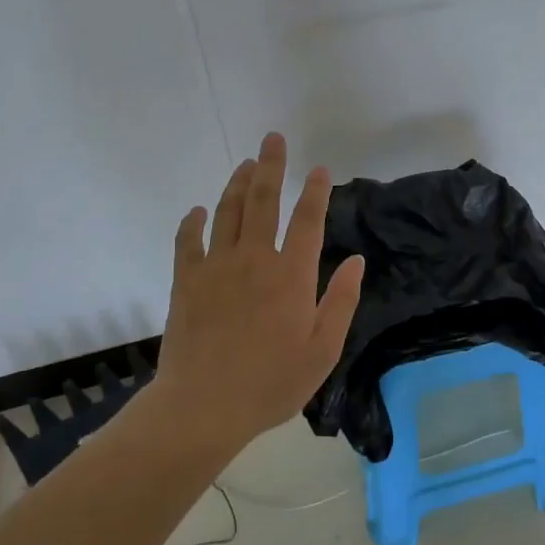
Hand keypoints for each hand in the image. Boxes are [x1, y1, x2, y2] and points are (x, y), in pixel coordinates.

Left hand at [153, 133, 365, 451]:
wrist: (203, 406)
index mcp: (292, 275)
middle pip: (264, 201)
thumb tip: (357, 261)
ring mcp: (216, 266)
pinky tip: (198, 210)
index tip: (320, 169)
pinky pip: (188, 240)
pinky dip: (193, 221)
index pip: (308, 220)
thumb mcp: (323, 349)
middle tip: (273, 139)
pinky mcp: (186, 281)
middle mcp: (255, 259)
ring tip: (245, 163)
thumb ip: (341, 301)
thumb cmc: (272, 382)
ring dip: (237, 183)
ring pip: (227, 212)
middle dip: (271, 166)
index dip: (316, 191)